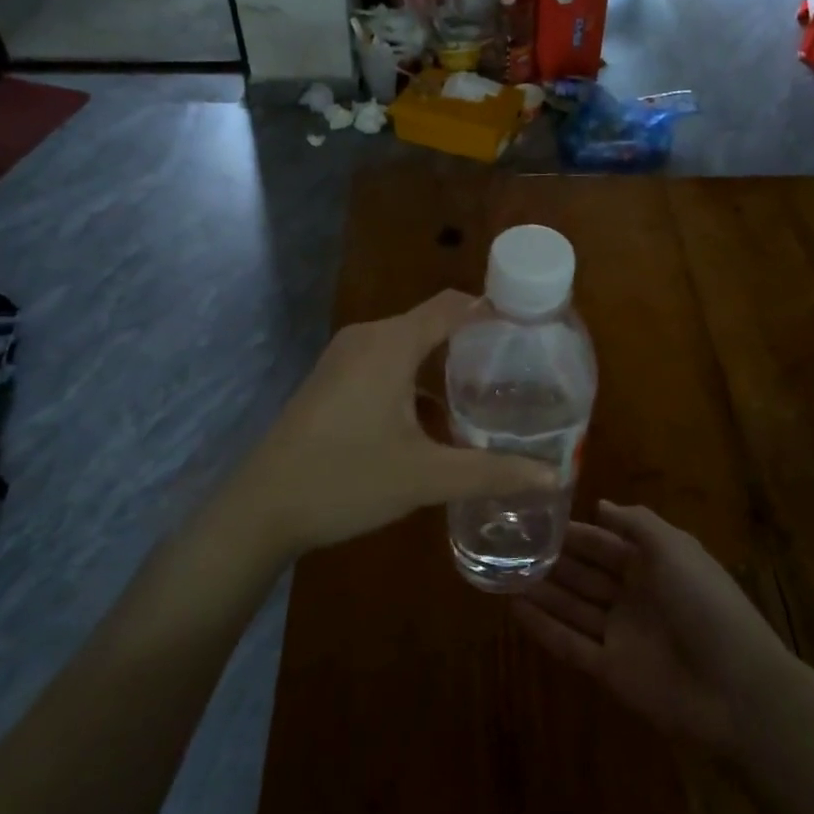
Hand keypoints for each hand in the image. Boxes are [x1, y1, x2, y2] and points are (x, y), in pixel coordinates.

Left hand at [228, 291, 558, 557]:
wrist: (261, 508)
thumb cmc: (346, 479)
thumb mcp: (425, 477)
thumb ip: (491, 472)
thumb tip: (552, 476)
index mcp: (390, 343)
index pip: (453, 305)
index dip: (494, 311)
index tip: (533, 333)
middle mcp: (367, 337)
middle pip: (433, 323)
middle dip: (475, 345)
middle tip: (520, 375)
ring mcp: (343, 358)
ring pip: (408, 346)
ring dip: (444, 366)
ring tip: (486, 398)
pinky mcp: (331, 380)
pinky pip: (385, 364)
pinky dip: (415, 380)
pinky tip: (436, 420)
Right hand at [514, 501, 791, 756]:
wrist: (737, 690)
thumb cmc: (706, 605)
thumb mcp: (675, 548)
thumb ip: (636, 523)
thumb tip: (600, 505)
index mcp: (653, 565)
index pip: (604, 543)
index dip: (574, 533)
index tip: (536, 520)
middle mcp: (634, 596)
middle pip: (585, 574)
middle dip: (553, 561)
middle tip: (510, 546)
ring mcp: (621, 635)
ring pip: (573, 607)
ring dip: (542, 591)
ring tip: (503, 574)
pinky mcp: (611, 671)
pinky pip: (571, 644)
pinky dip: (545, 628)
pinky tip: (515, 610)